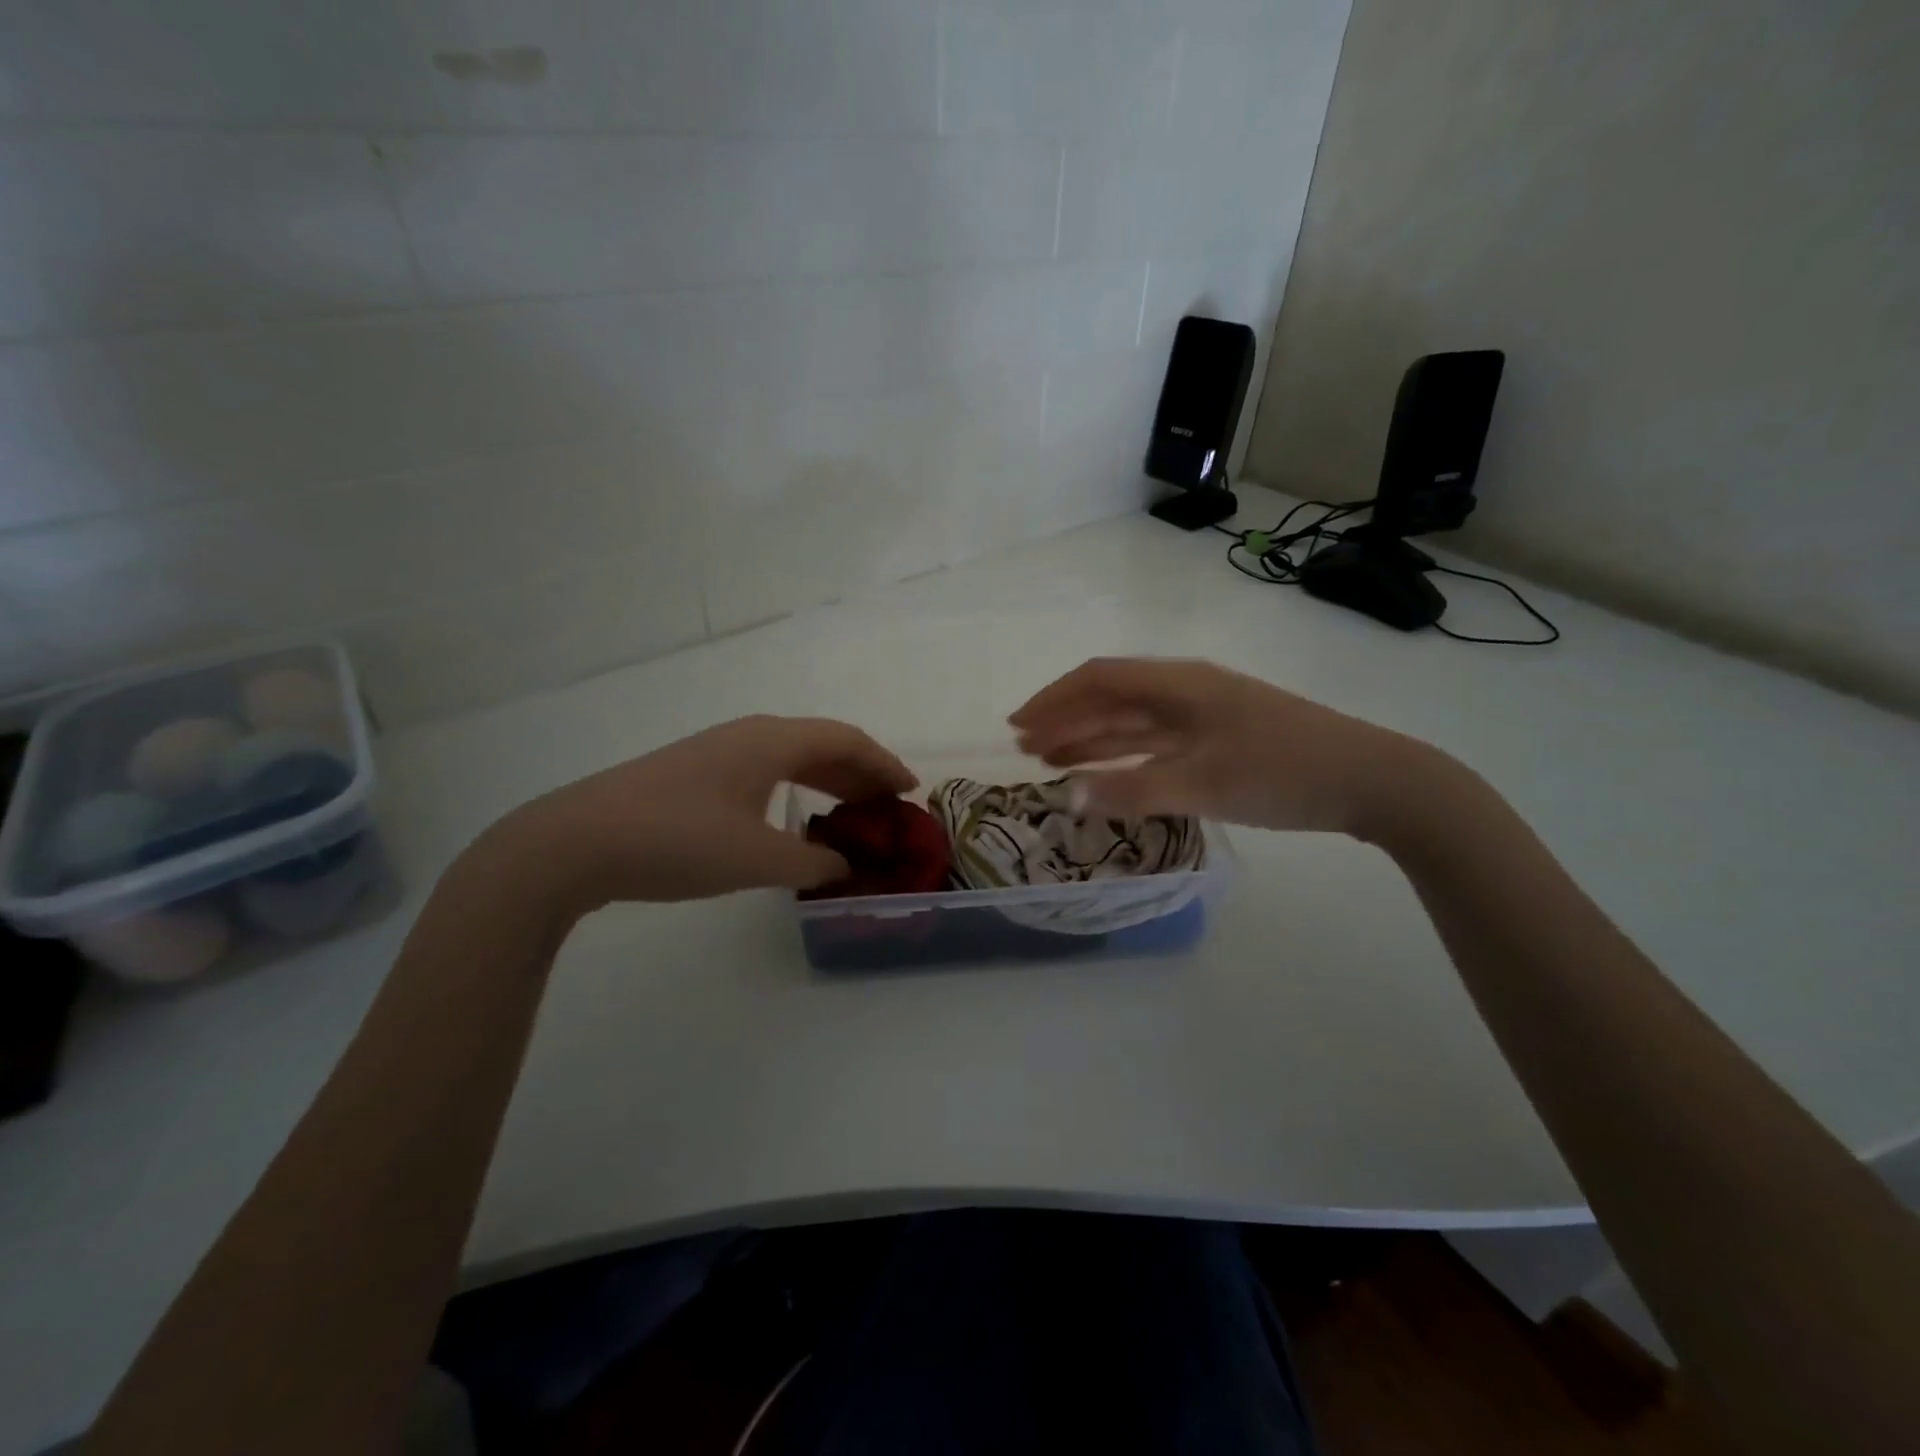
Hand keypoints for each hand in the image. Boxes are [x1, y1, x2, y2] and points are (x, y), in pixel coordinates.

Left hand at [478, 716, 915, 911]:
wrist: (576, 842)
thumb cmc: (677, 841)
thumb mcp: (756, 858)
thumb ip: (811, 862)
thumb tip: (845, 866)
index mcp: (771, 742)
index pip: (846, 740)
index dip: (884, 764)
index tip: (911, 791)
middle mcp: (749, 735)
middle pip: (821, 744)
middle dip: (860, 773)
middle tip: (888, 808)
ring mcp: (718, 751)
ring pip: (791, 757)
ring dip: (827, 781)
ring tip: (852, 814)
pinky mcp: (695, 773)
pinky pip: (765, 771)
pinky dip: (795, 789)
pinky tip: (793, 818)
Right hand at [1009, 657, 1442, 837]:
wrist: (1373, 781)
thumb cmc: (1283, 772)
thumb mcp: (1202, 784)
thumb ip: (1131, 790)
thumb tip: (1066, 796)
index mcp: (1179, 684)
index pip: (1099, 679)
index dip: (1053, 699)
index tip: (1017, 726)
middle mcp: (1186, 691)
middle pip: (1112, 698)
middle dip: (1066, 720)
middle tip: (1025, 749)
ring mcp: (1205, 715)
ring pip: (1133, 722)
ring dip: (1091, 738)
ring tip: (1050, 760)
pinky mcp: (1221, 740)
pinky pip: (1156, 742)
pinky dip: (1125, 756)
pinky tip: (1106, 772)